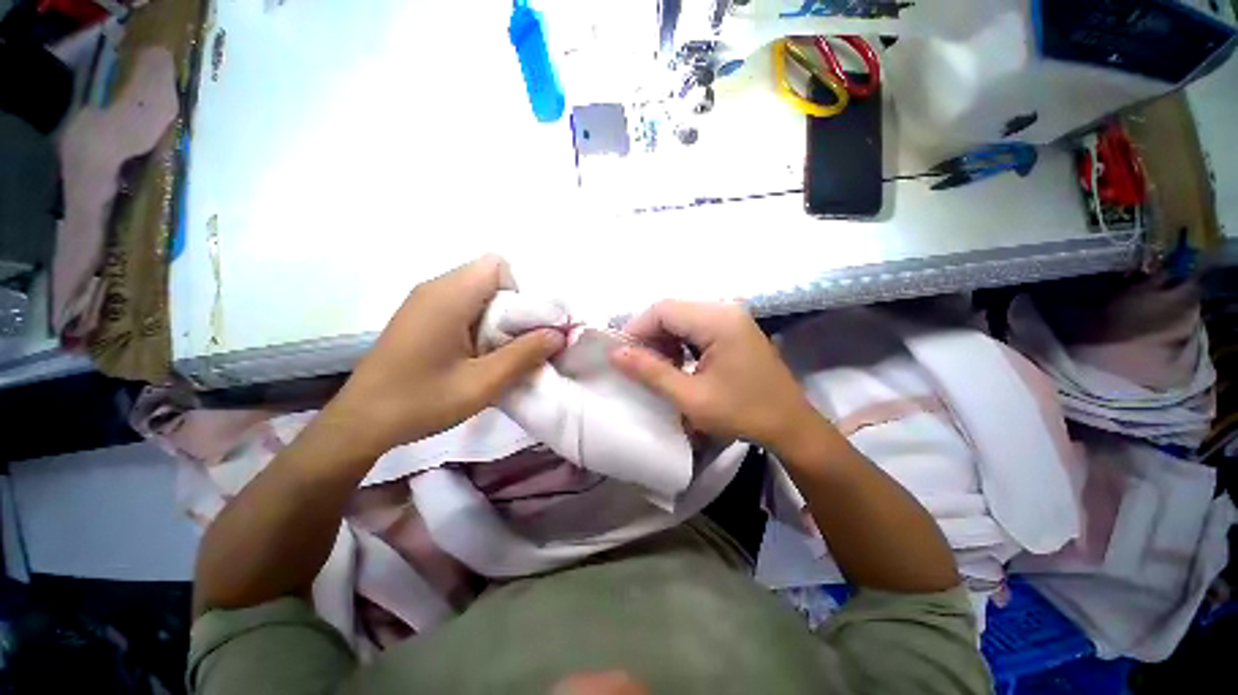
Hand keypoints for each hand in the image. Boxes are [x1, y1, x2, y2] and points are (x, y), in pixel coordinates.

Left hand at [327, 255, 564, 455]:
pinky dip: (478, 323)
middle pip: (489, 277)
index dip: (518, 293)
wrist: (361, 423)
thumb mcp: (483, 383)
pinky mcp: (419, 316)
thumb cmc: (421, 402)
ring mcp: (423, 301)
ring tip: (490, 355)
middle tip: (509, 346)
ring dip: (495, 318)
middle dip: (510, 308)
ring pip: (477, 291)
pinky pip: (461, 304)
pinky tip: (470, 356)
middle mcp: (434, 288)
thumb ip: (525, 355)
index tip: (518, 329)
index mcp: (448, 296)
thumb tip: (560, 334)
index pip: (497, 266)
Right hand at [610, 300, 820, 448]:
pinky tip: (678, 364)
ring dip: (663, 340)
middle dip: (649, 336)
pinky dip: (680, 342)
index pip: (663, 309)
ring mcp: (732, 317)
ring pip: (682, 318)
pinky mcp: (734, 328)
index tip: (621, 356)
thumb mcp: (690, 397)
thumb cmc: (742, 413)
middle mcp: (725, 309)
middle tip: (636, 365)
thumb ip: (650, 372)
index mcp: (717, 320)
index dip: (636, 329)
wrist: (790, 425)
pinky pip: (696, 326)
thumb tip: (615, 354)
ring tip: (657, 368)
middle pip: (672, 310)